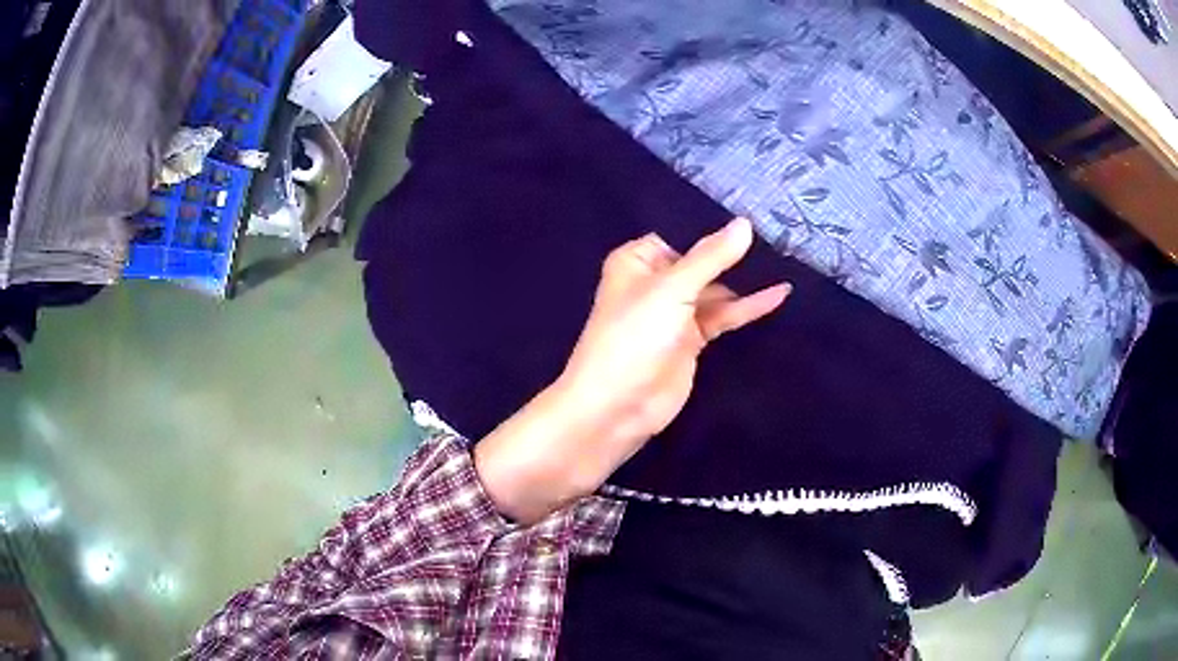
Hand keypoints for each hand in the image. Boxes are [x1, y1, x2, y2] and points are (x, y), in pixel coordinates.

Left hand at [474, 218, 790, 522]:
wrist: (618, 406)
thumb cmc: (635, 336)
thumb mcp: (673, 289)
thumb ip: (711, 257)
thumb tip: (745, 224)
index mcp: (638, 260)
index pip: (681, 234)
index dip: (713, 227)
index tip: (753, 215)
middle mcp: (656, 282)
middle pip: (701, 261)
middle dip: (734, 253)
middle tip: (778, 236)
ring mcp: (675, 312)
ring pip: (715, 289)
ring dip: (745, 281)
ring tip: (785, 260)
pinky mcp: (692, 340)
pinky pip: (724, 316)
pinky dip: (748, 307)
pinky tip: (778, 294)